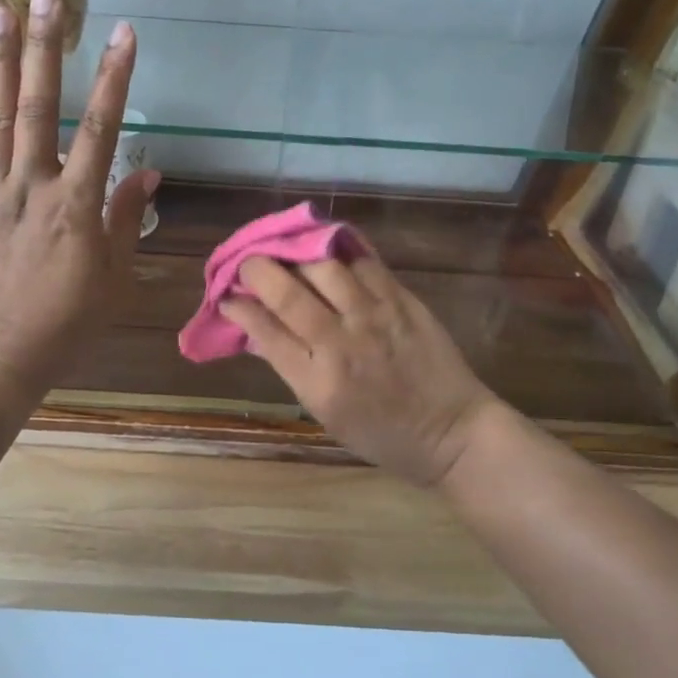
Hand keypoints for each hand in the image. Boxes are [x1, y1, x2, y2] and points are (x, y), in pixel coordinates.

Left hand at [0, 0, 157, 394]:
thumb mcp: (113, 277)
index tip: (125, 33)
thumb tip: (149, 173)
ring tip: (0, 11)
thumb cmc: (65, 322)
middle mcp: (33, 187)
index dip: (115, 77)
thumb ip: (126, 219)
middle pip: (41, 107)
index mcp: (77, 206)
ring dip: (0, 62)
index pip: (102, 129)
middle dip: (47, 47)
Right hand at [223, 257, 500, 486]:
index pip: (265, 329)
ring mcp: (374, 317)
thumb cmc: (381, 434)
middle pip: (287, 292)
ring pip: (323, 266)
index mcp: (316, 382)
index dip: (238, 306)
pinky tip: (325, 244)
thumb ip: (291, 367)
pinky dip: (339, 249)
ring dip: (295, 253)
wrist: (451, 433)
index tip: (227, 294)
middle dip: (257, 269)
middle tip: (247, 263)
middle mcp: (340, 344)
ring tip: (284, 249)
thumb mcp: (324, 413)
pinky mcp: (401, 301)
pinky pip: (364, 262)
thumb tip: (258, 328)